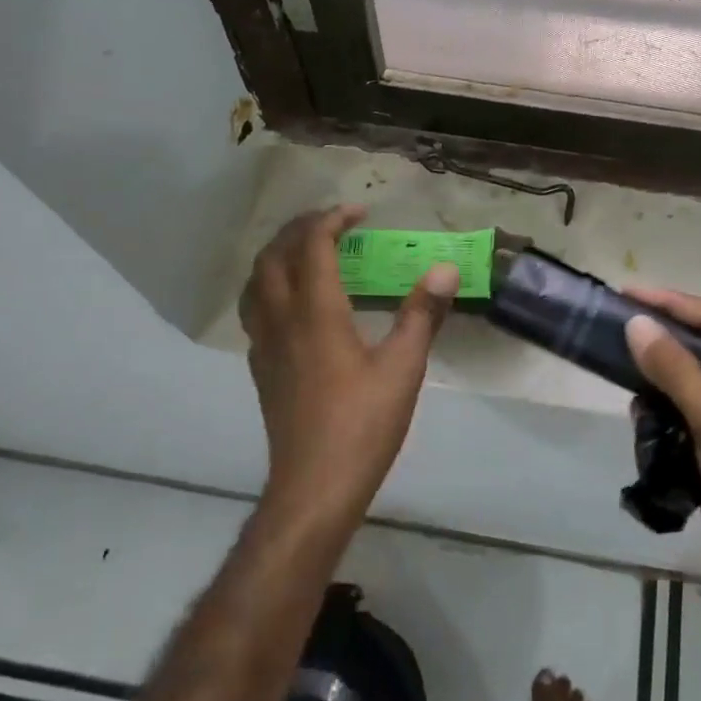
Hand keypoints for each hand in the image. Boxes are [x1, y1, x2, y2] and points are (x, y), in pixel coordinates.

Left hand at [240, 206, 458, 529]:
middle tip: (332, 223)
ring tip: (306, 252)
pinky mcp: (261, 369)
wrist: (314, 488)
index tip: (358, 212)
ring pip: (255, 283)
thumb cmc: (362, 425)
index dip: (332, 219)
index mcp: (316, 313)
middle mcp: (282, 320)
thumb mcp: (403, 368)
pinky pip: (255, 310)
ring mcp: (265, 346)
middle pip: (274, 256)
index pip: (312, 246)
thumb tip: (445, 269)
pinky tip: (294, 303)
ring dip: (277, 255)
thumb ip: (422, 314)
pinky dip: (270, 286)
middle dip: (299, 229)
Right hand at [624, 289, 700, 686]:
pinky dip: (658, 416)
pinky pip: (680, 421)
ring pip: (686, 386)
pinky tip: (638, 420)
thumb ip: (677, 372)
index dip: (672, 302)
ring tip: (622, 375)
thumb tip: (637, 324)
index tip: (628, 294)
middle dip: (662, 339)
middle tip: (617, 329)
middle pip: (700, 350)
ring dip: (657, 380)